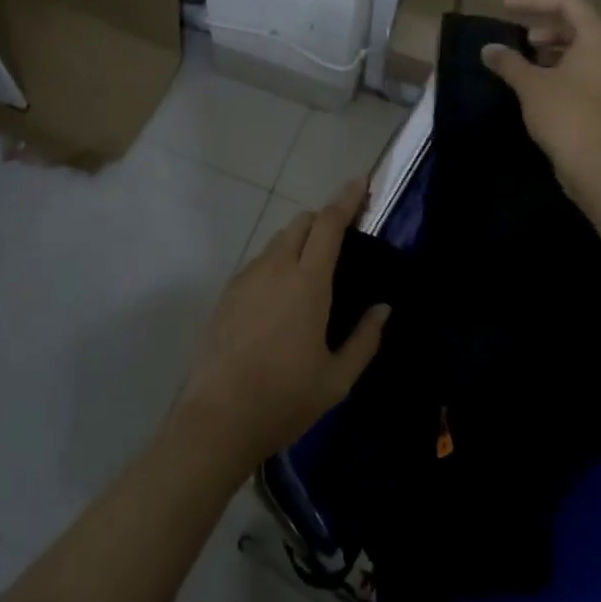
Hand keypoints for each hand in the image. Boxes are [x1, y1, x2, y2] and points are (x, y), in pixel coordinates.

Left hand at [176, 181, 389, 468]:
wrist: (218, 418)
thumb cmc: (285, 398)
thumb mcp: (337, 379)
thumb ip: (365, 339)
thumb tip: (382, 308)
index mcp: (307, 282)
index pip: (328, 224)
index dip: (345, 200)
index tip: (358, 183)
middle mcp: (275, 268)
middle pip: (300, 223)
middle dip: (322, 220)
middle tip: (341, 238)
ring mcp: (247, 277)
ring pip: (277, 241)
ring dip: (298, 241)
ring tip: (311, 271)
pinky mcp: (228, 292)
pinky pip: (259, 262)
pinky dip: (277, 262)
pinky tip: (281, 297)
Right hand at [481, 0, 600, 193]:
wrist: (598, 165)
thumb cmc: (565, 113)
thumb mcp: (530, 84)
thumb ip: (509, 61)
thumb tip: (488, 49)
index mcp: (597, 38)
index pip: (567, 2)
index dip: (533, 0)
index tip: (505, 6)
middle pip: (576, 25)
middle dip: (544, 25)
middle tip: (518, 36)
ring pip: (580, 50)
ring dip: (551, 49)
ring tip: (524, 60)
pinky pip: (583, 71)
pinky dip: (559, 69)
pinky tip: (537, 85)